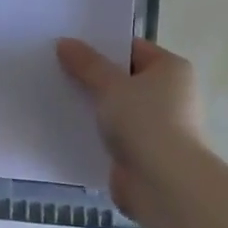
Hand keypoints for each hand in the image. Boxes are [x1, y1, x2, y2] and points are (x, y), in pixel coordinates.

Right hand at [55, 37, 204, 210]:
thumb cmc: (145, 122)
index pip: (132, 48)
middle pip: (124, 78)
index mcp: (171, 69)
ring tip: (57, 96)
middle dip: (93, 77)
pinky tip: (68, 127)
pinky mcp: (145, 152)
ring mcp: (158, 126)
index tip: (69, 47)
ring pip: (117, 108)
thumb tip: (65, 43)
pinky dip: (96, 132)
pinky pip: (115, 134)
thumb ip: (86, 64)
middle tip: (57, 69)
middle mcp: (170, 94)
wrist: (164, 184)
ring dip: (93, 106)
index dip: (101, 46)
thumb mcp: (110, 85)